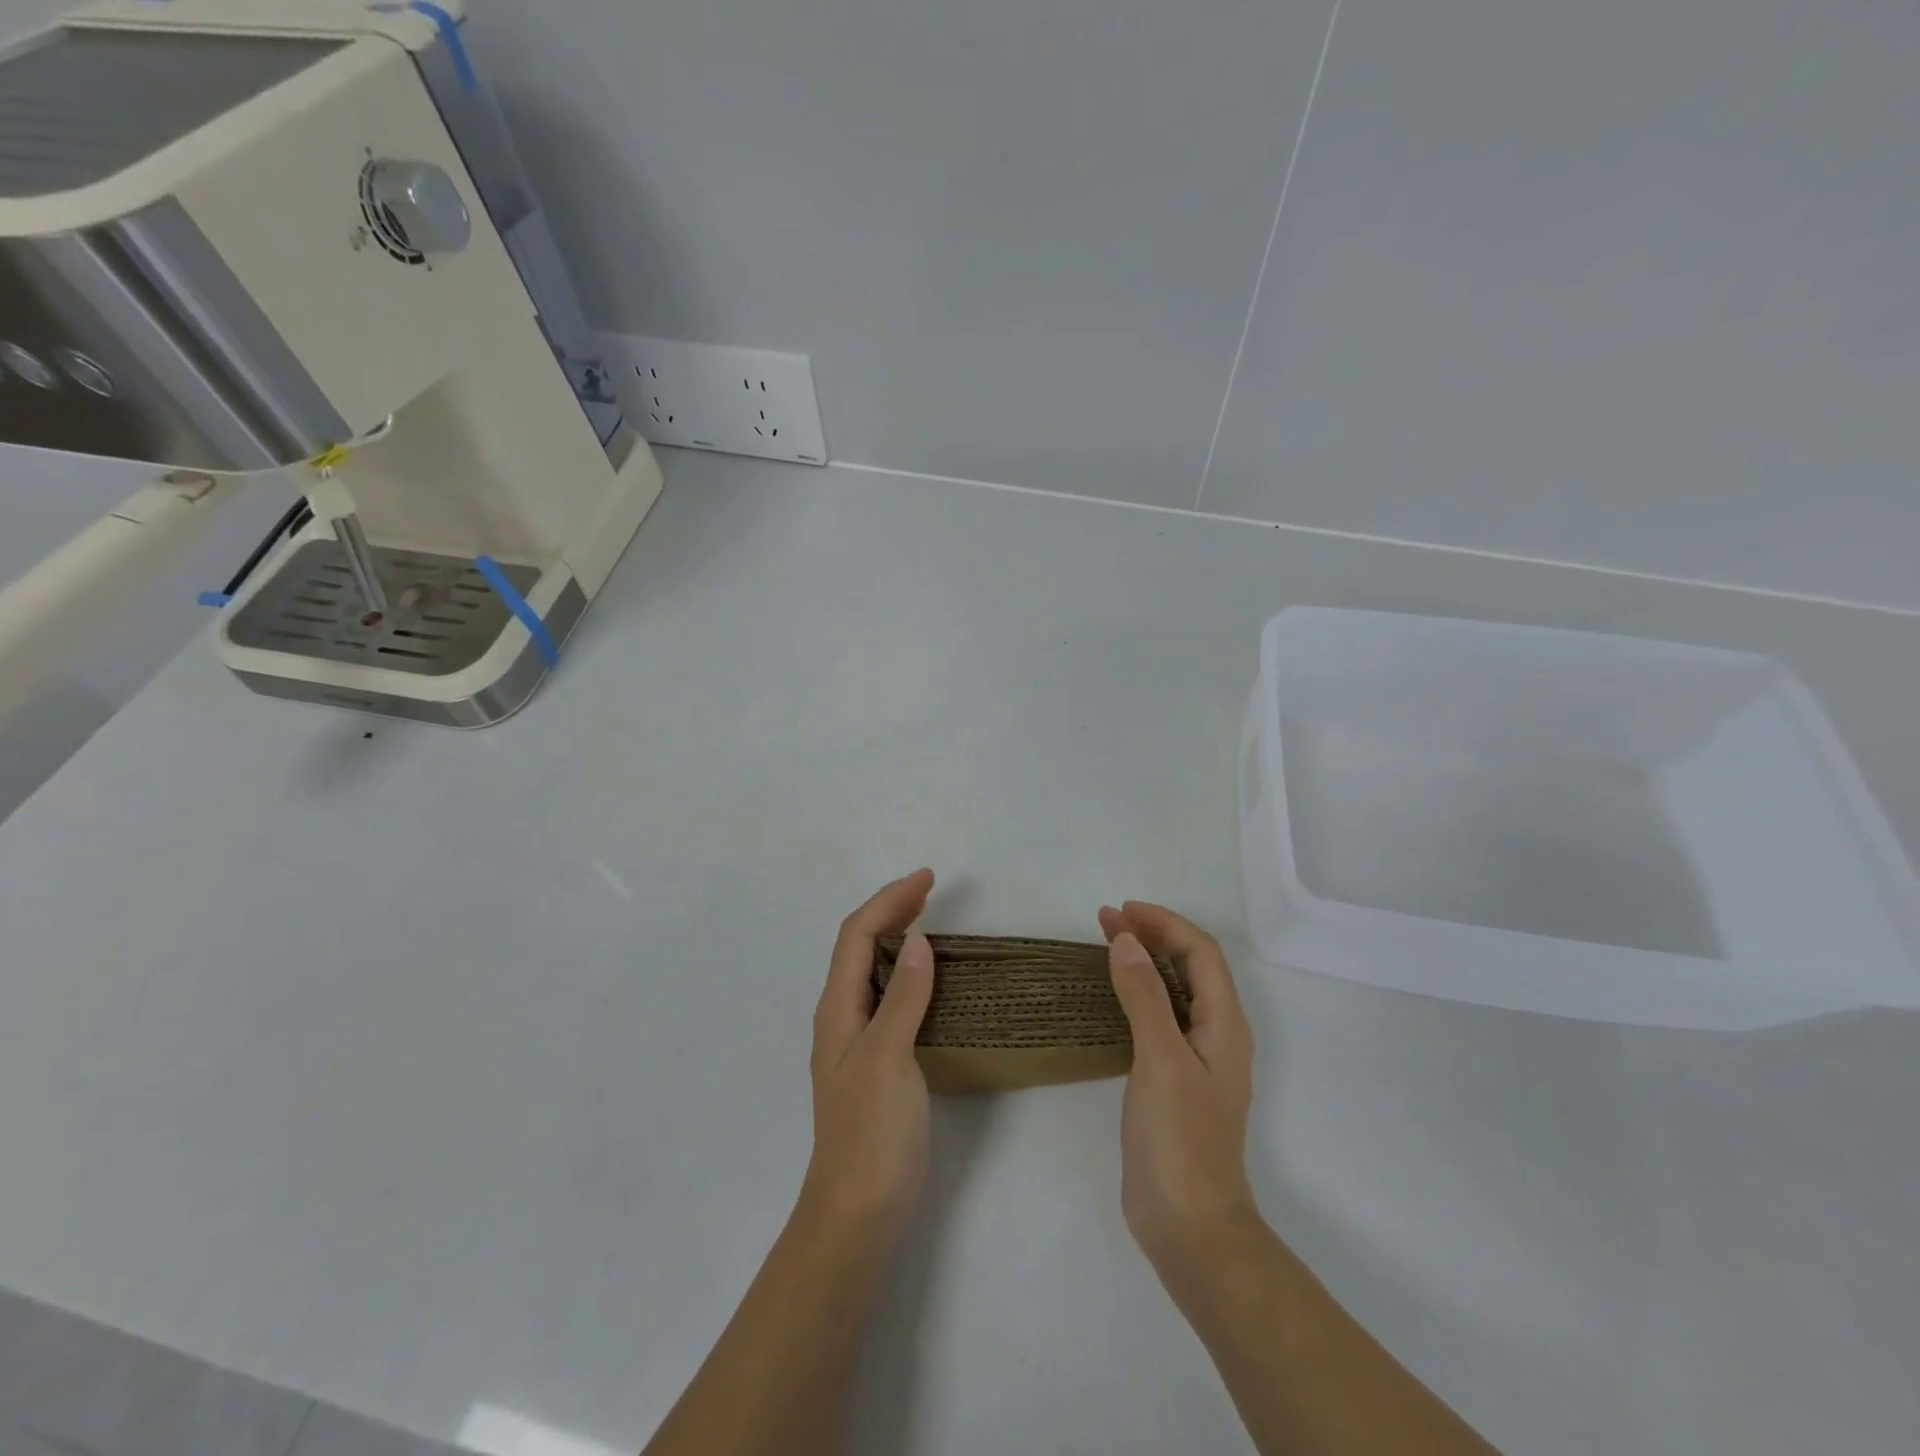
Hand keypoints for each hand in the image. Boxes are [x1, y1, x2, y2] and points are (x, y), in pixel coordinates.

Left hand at [800, 869, 936, 1246]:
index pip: (857, 935)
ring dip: (897, 937)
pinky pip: (886, 997)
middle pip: (859, 946)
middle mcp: (841, 1017)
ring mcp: (856, 1041)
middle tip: (930, 890)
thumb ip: (902, 998)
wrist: (858, 1214)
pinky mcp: (875, 1062)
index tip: (927, 879)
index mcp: (838, 1009)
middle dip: (891, 910)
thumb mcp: (889, 1058)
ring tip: (929, 921)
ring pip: (871, 970)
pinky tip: (928, 980)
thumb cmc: (872, 1134)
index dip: (889, 900)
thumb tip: (918, 940)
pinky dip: (906, 972)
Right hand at [1099, 901, 1258, 1269]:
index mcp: (1225, 1024)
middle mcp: (1217, 1035)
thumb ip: (1145, 996)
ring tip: (1107, 945)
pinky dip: (1139, 993)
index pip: (1201, 953)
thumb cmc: (1180, 1139)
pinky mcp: (1175, 1081)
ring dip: (1145, 961)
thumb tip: (1125, 940)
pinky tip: (1115, 997)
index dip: (1164, 924)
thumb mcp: (1161, 1059)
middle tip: (1106, 920)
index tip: (1121, 910)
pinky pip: (1161, 1018)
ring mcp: (1197, 1060)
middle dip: (1152, 936)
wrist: (1189, 1227)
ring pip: (1175, 991)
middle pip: (1190, 967)